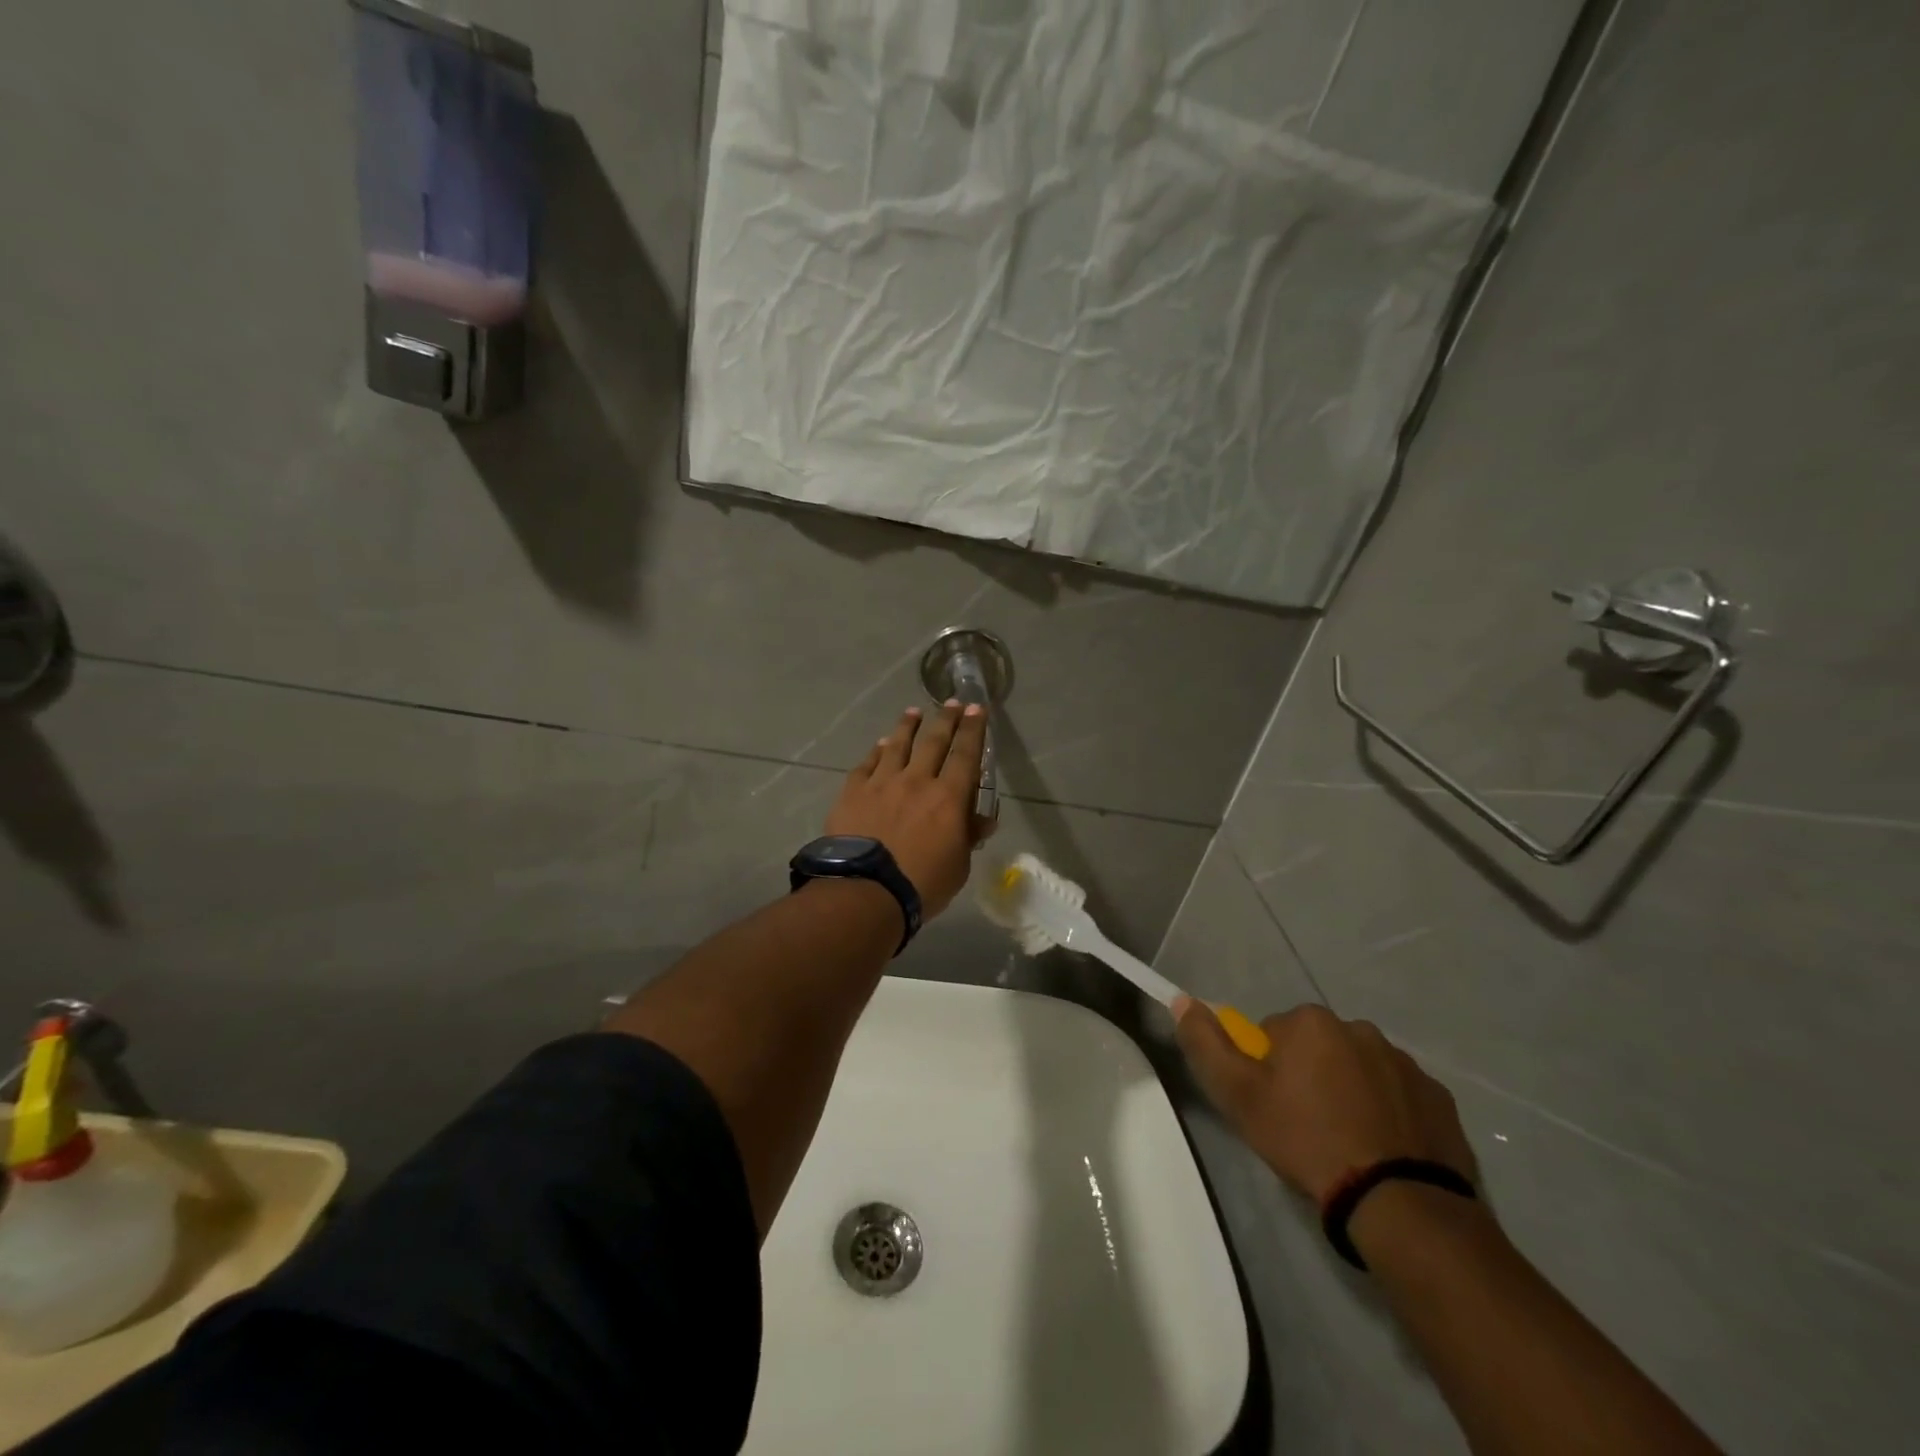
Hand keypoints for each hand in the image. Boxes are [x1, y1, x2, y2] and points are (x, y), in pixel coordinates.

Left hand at [825, 702, 989, 918]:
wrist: (865, 890)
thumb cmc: (921, 884)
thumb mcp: (958, 865)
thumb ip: (968, 836)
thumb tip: (983, 820)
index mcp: (948, 797)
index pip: (966, 755)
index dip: (973, 730)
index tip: (977, 709)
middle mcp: (917, 780)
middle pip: (934, 741)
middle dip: (946, 719)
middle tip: (952, 702)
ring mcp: (882, 783)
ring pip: (897, 745)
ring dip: (908, 726)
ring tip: (914, 712)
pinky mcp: (853, 792)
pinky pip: (867, 764)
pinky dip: (876, 751)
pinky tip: (879, 744)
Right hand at [1174, 1000, 1477, 1205]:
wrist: (1400, 1204)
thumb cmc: (1307, 1141)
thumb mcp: (1238, 1096)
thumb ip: (1206, 1044)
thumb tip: (1182, 1000)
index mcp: (1311, 1022)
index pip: (1273, 1032)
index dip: (1267, 1070)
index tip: (1273, 1107)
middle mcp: (1360, 1028)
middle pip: (1319, 1047)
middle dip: (1310, 1076)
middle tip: (1306, 1127)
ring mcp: (1405, 1063)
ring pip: (1360, 1069)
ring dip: (1350, 1092)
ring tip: (1348, 1144)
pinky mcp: (1440, 1099)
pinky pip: (1400, 1096)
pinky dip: (1389, 1114)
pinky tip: (1383, 1151)